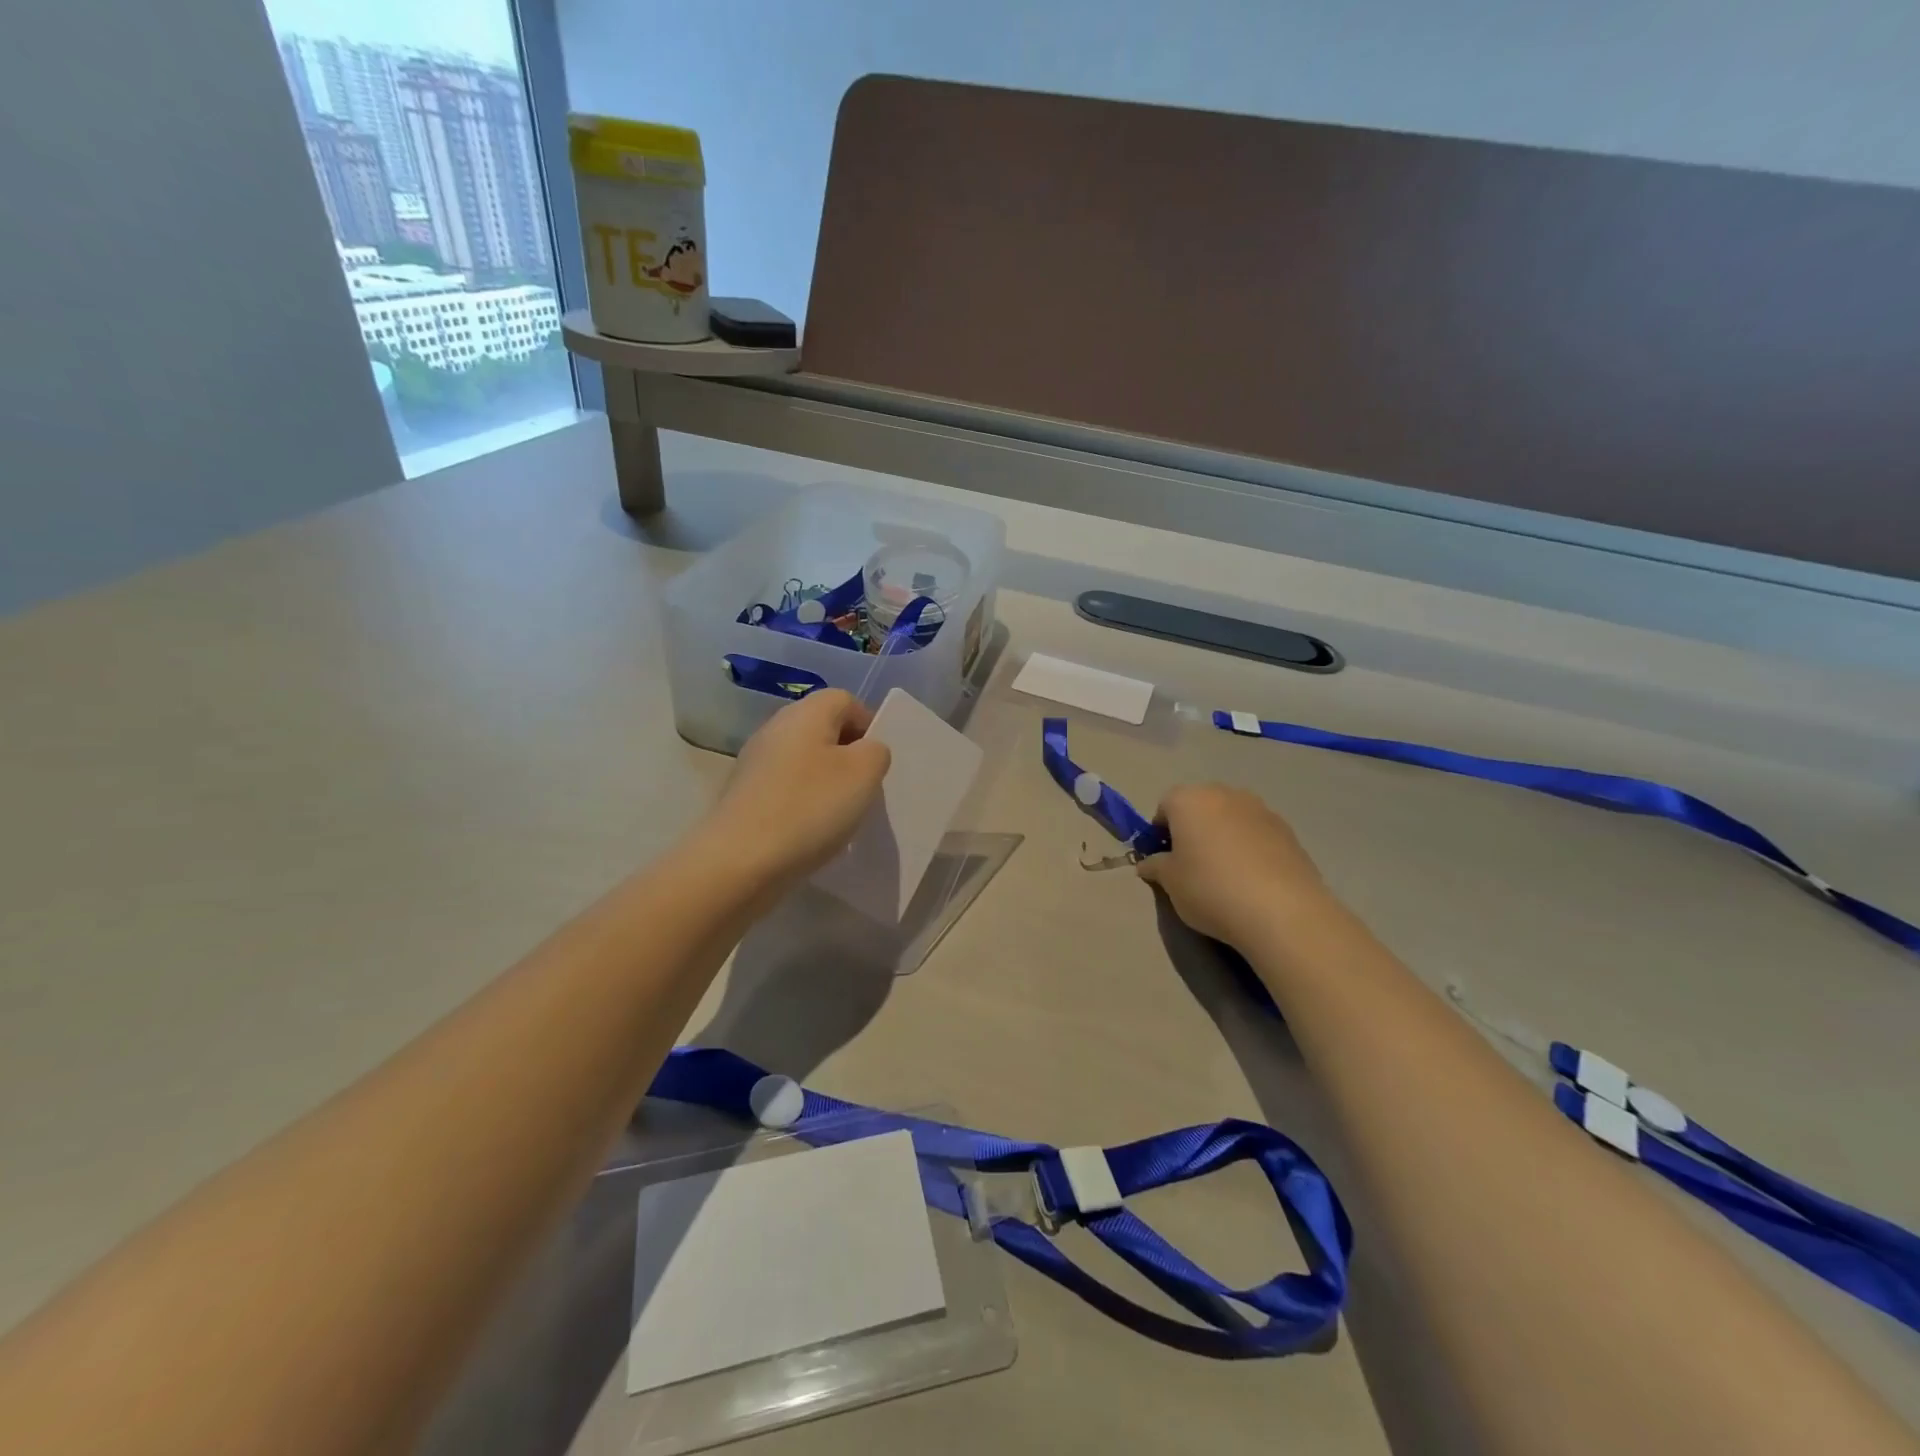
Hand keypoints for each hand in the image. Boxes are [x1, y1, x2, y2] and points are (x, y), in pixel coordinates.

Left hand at [697, 690, 890, 892]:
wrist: (738, 861)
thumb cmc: (809, 808)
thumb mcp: (864, 774)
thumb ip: (876, 752)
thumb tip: (866, 750)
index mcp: (806, 713)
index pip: (846, 700)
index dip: (869, 725)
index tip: (879, 762)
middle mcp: (776, 728)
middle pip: (823, 729)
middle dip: (848, 755)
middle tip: (863, 789)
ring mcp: (755, 761)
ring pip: (804, 760)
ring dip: (826, 782)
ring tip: (839, 814)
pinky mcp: (744, 794)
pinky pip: (786, 787)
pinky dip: (803, 802)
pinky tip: (810, 831)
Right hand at [1136, 783, 1331, 947]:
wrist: (1282, 911)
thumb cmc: (1210, 888)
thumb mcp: (1170, 882)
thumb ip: (1155, 866)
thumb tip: (1149, 863)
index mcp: (1189, 800)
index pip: (1165, 806)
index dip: (1160, 832)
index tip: (1164, 860)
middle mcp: (1224, 794)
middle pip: (1200, 806)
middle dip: (1193, 829)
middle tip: (1192, 865)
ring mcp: (1260, 809)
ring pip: (1230, 818)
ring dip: (1223, 837)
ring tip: (1226, 874)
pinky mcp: (1288, 830)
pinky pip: (1256, 834)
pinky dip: (1249, 848)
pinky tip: (1252, 880)